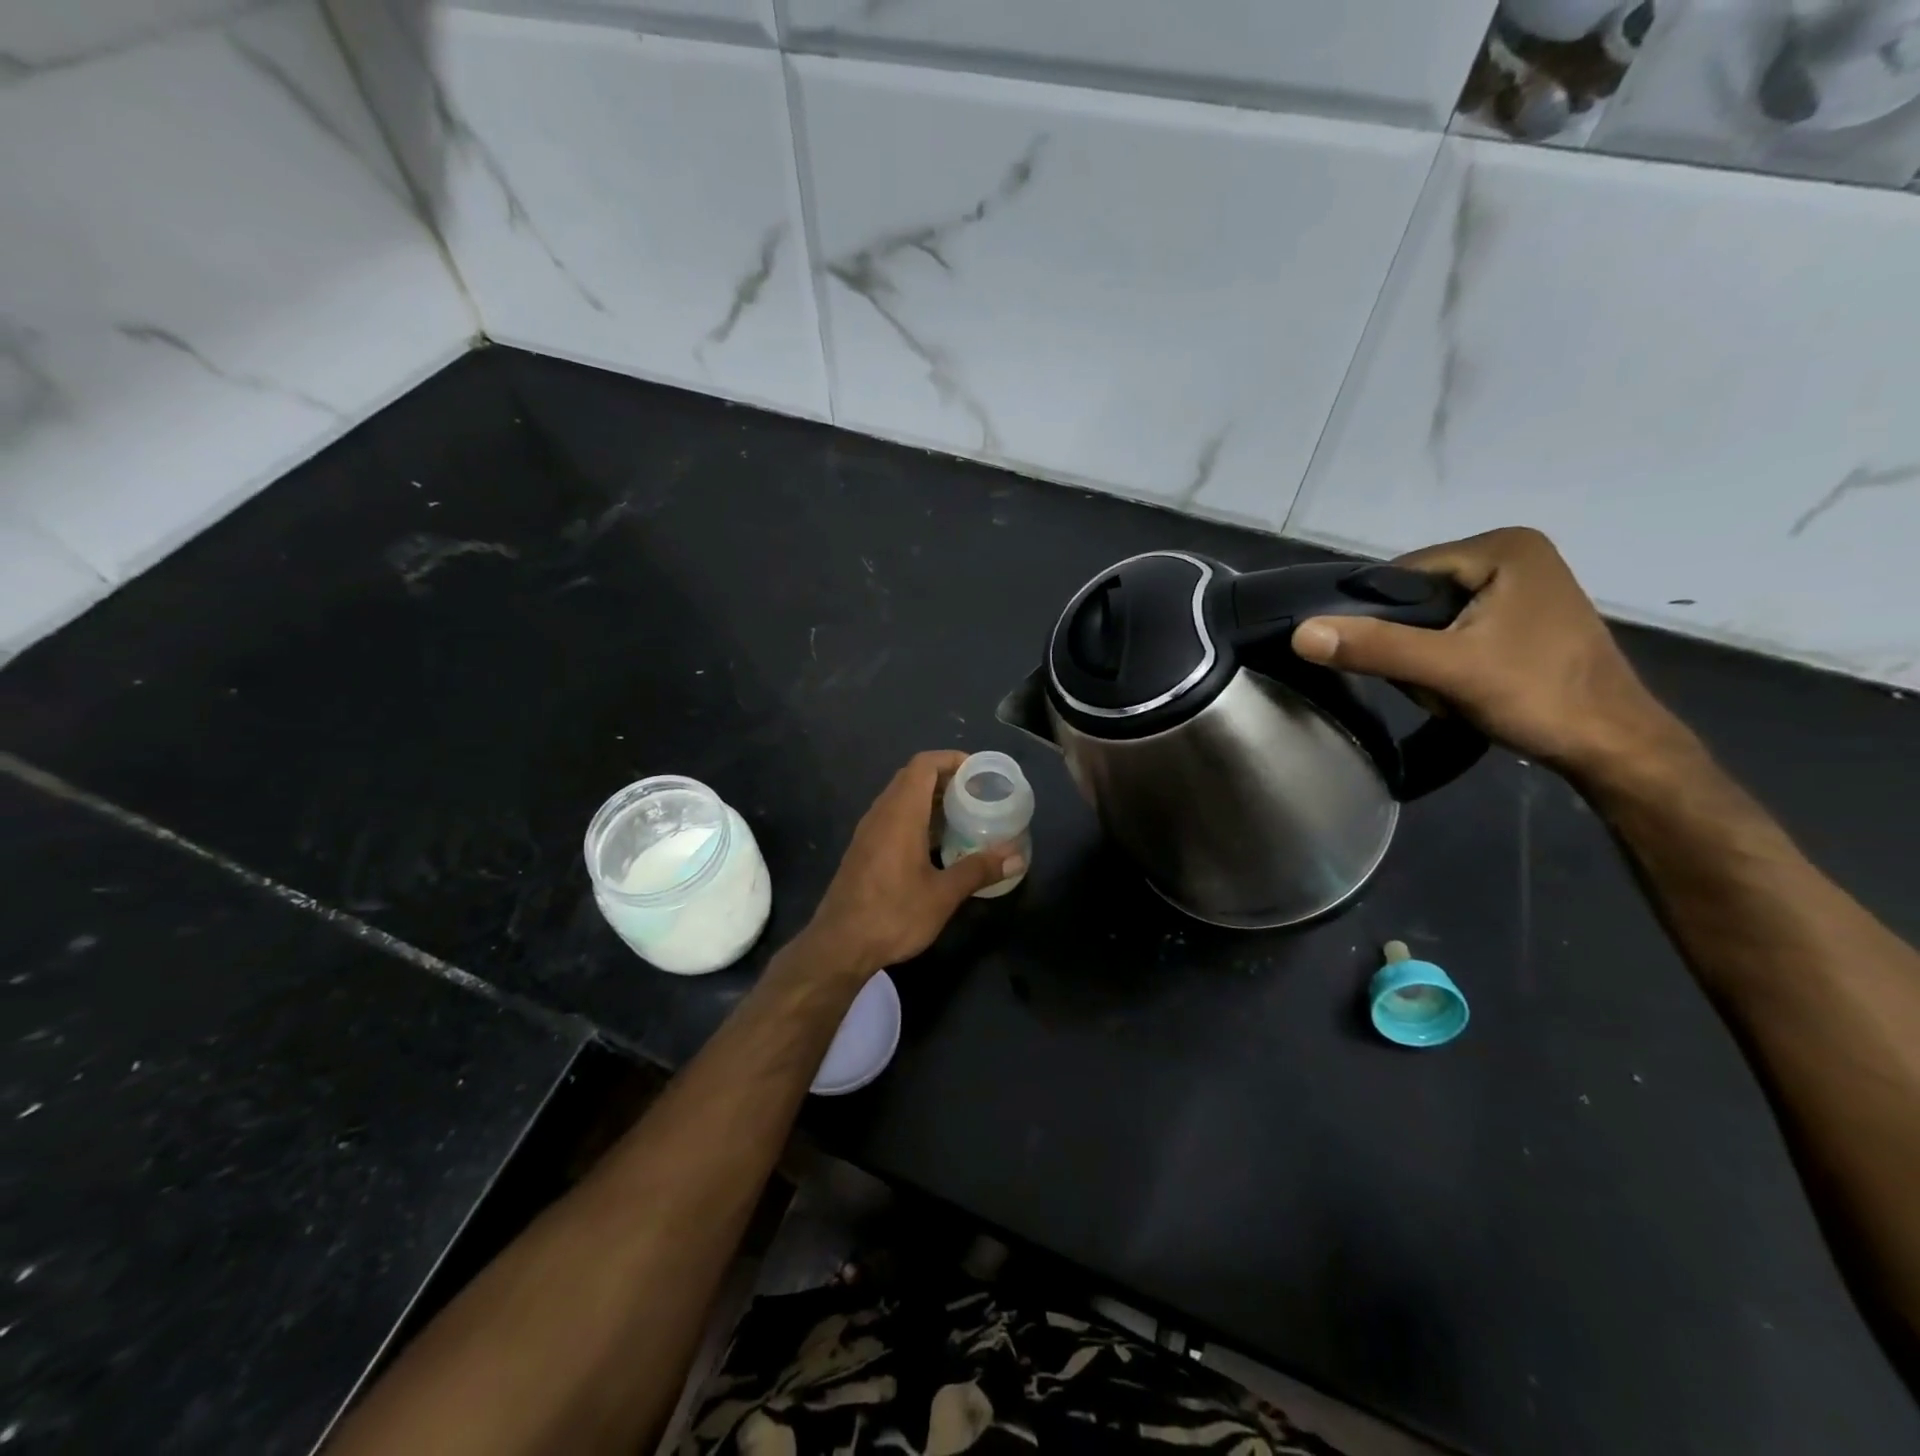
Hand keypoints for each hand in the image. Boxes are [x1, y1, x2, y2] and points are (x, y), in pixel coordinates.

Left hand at [805, 751, 1023, 976]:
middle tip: (978, 794)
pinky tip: (937, 844)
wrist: (839, 945)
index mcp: (900, 813)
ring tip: (963, 816)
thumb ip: (979, 869)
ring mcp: (868, 831)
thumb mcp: (943, 894)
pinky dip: (917, 817)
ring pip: (901, 798)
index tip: (979, 772)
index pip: (924, 765)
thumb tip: (1017, 857)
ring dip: (931, 799)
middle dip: (946, 778)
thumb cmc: (893, 914)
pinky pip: (893, 817)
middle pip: (912, 777)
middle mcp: (881, 813)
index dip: (951, 759)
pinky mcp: (863, 849)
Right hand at [1290, 528, 1687, 780]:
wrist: (1612, 746)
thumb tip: (1300, 633)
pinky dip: (1446, 658)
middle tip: (1428, 679)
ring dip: (1424, 655)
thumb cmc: (1537, 696)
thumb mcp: (1448, 670)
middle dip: (1408, 641)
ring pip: (1432, 617)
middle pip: (1417, 596)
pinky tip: (1461, 685)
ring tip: (1448, 686)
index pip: (1401, 573)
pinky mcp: (1523, 616)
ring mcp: (1521, 585)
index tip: (1392, 662)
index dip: (1380, 618)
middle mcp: (1513, 553)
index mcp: (1502, 547)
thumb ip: (1375, 646)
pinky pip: (1456, 628)